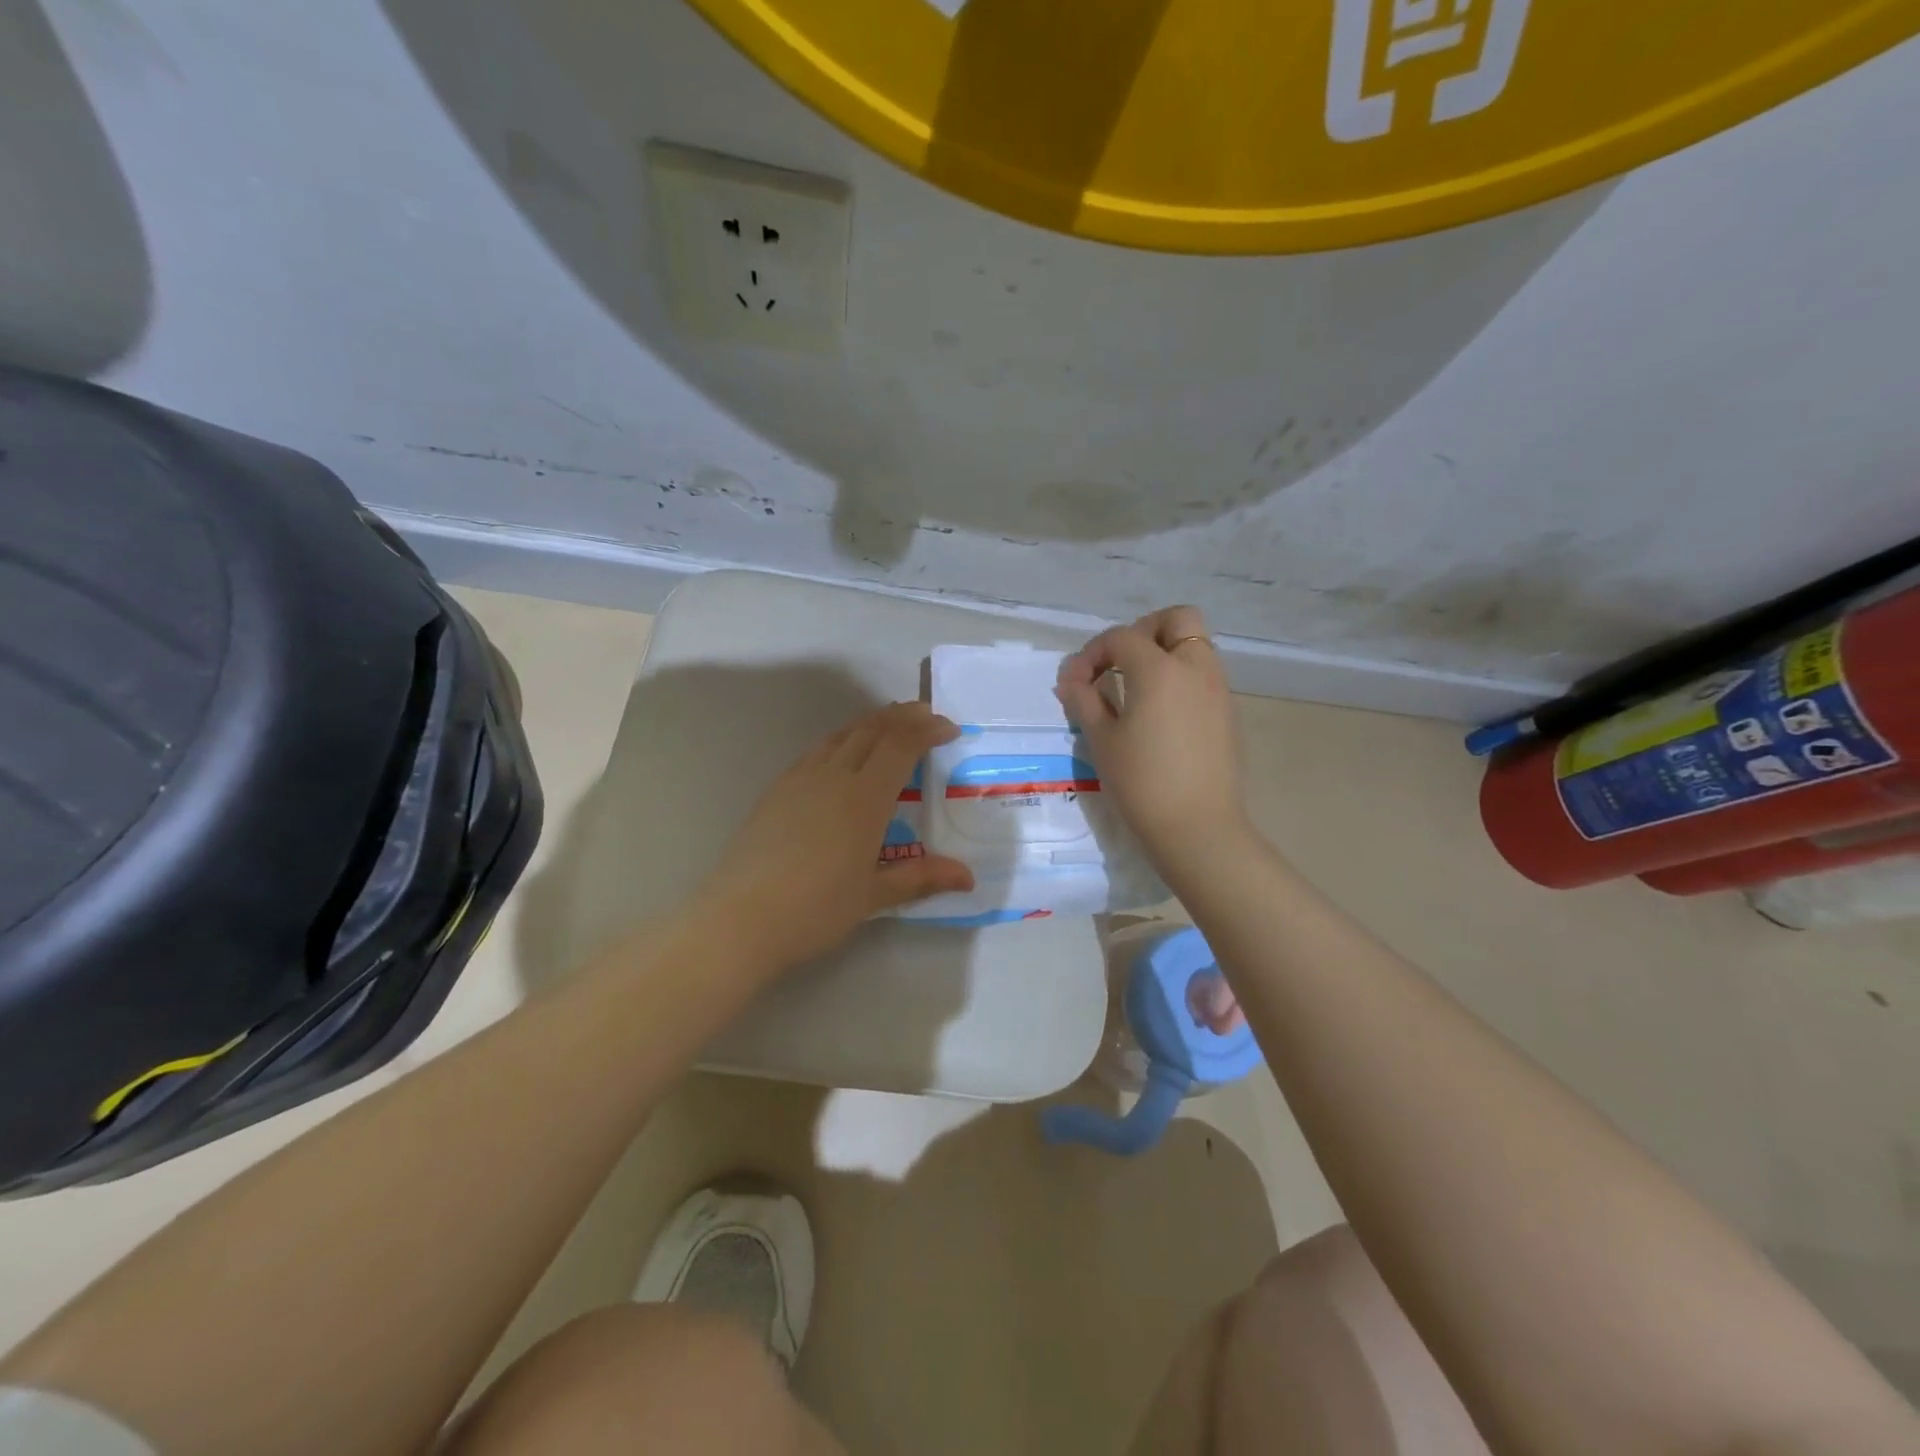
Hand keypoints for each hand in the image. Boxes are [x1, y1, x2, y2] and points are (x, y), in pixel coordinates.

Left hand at [695, 702, 974, 971]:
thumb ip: (920, 878)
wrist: (740, 919)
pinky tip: (842, 754)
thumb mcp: (873, 896)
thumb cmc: (815, 910)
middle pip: (872, 730)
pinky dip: (842, 739)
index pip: (901, 746)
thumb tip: (967, 877)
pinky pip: (817, 751)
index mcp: (863, 799)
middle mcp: (833, 777)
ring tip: (890, 723)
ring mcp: (800, 780)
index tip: (949, 728)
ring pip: (841, 735)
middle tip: (926, 715)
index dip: (927, 730)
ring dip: (871, 723)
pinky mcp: (777, 790)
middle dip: (903, 717)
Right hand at [1055, 605, 1248, 873]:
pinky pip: (1204, 675)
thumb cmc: (1142, 782)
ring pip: (1195, 646)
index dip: (1092, 653)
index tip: (1075, 683)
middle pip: (1177, 620)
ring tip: (1136, 690)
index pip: (1121, 637)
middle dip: (1144, 631)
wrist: (1198, 828)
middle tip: (1119, 664)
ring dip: (1165, 653)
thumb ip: (1084, 700)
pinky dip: (1181, 678)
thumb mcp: (1102, 740)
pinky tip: (1160, 715)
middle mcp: (1195, 668)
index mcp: (1159, 670)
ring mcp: (1218, 689)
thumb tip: (1071, 679)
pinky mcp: (1227, 713)